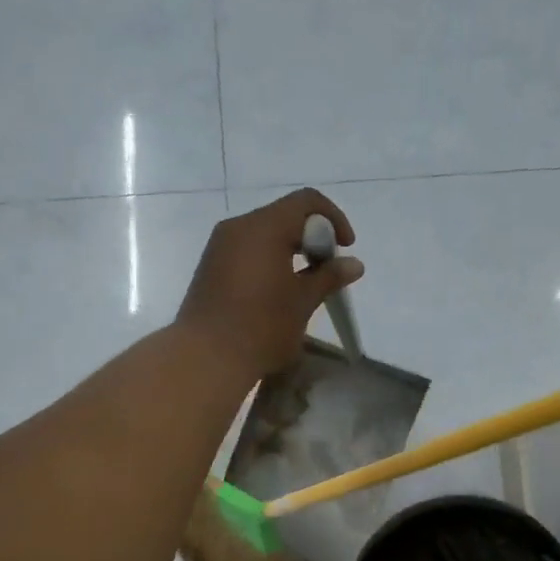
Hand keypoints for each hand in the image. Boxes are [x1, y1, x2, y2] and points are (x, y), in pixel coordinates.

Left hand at [177, 189, 364, 378]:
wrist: (205, 359)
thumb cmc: (261, 327)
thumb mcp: (303, 302)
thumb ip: (329, 277)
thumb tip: (354, 264)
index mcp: (264, 227)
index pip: (306, 201)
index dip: (333, 218)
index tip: (345, 248)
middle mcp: (238, 228)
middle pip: (283, 215)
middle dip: (311, 237)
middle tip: (326, 270)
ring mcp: (219, 247)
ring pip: (263, 234)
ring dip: (289, 250)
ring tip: (303, 284)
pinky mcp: (209, 268)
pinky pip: (245, 251)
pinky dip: (267, 261)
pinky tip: (275, 292)